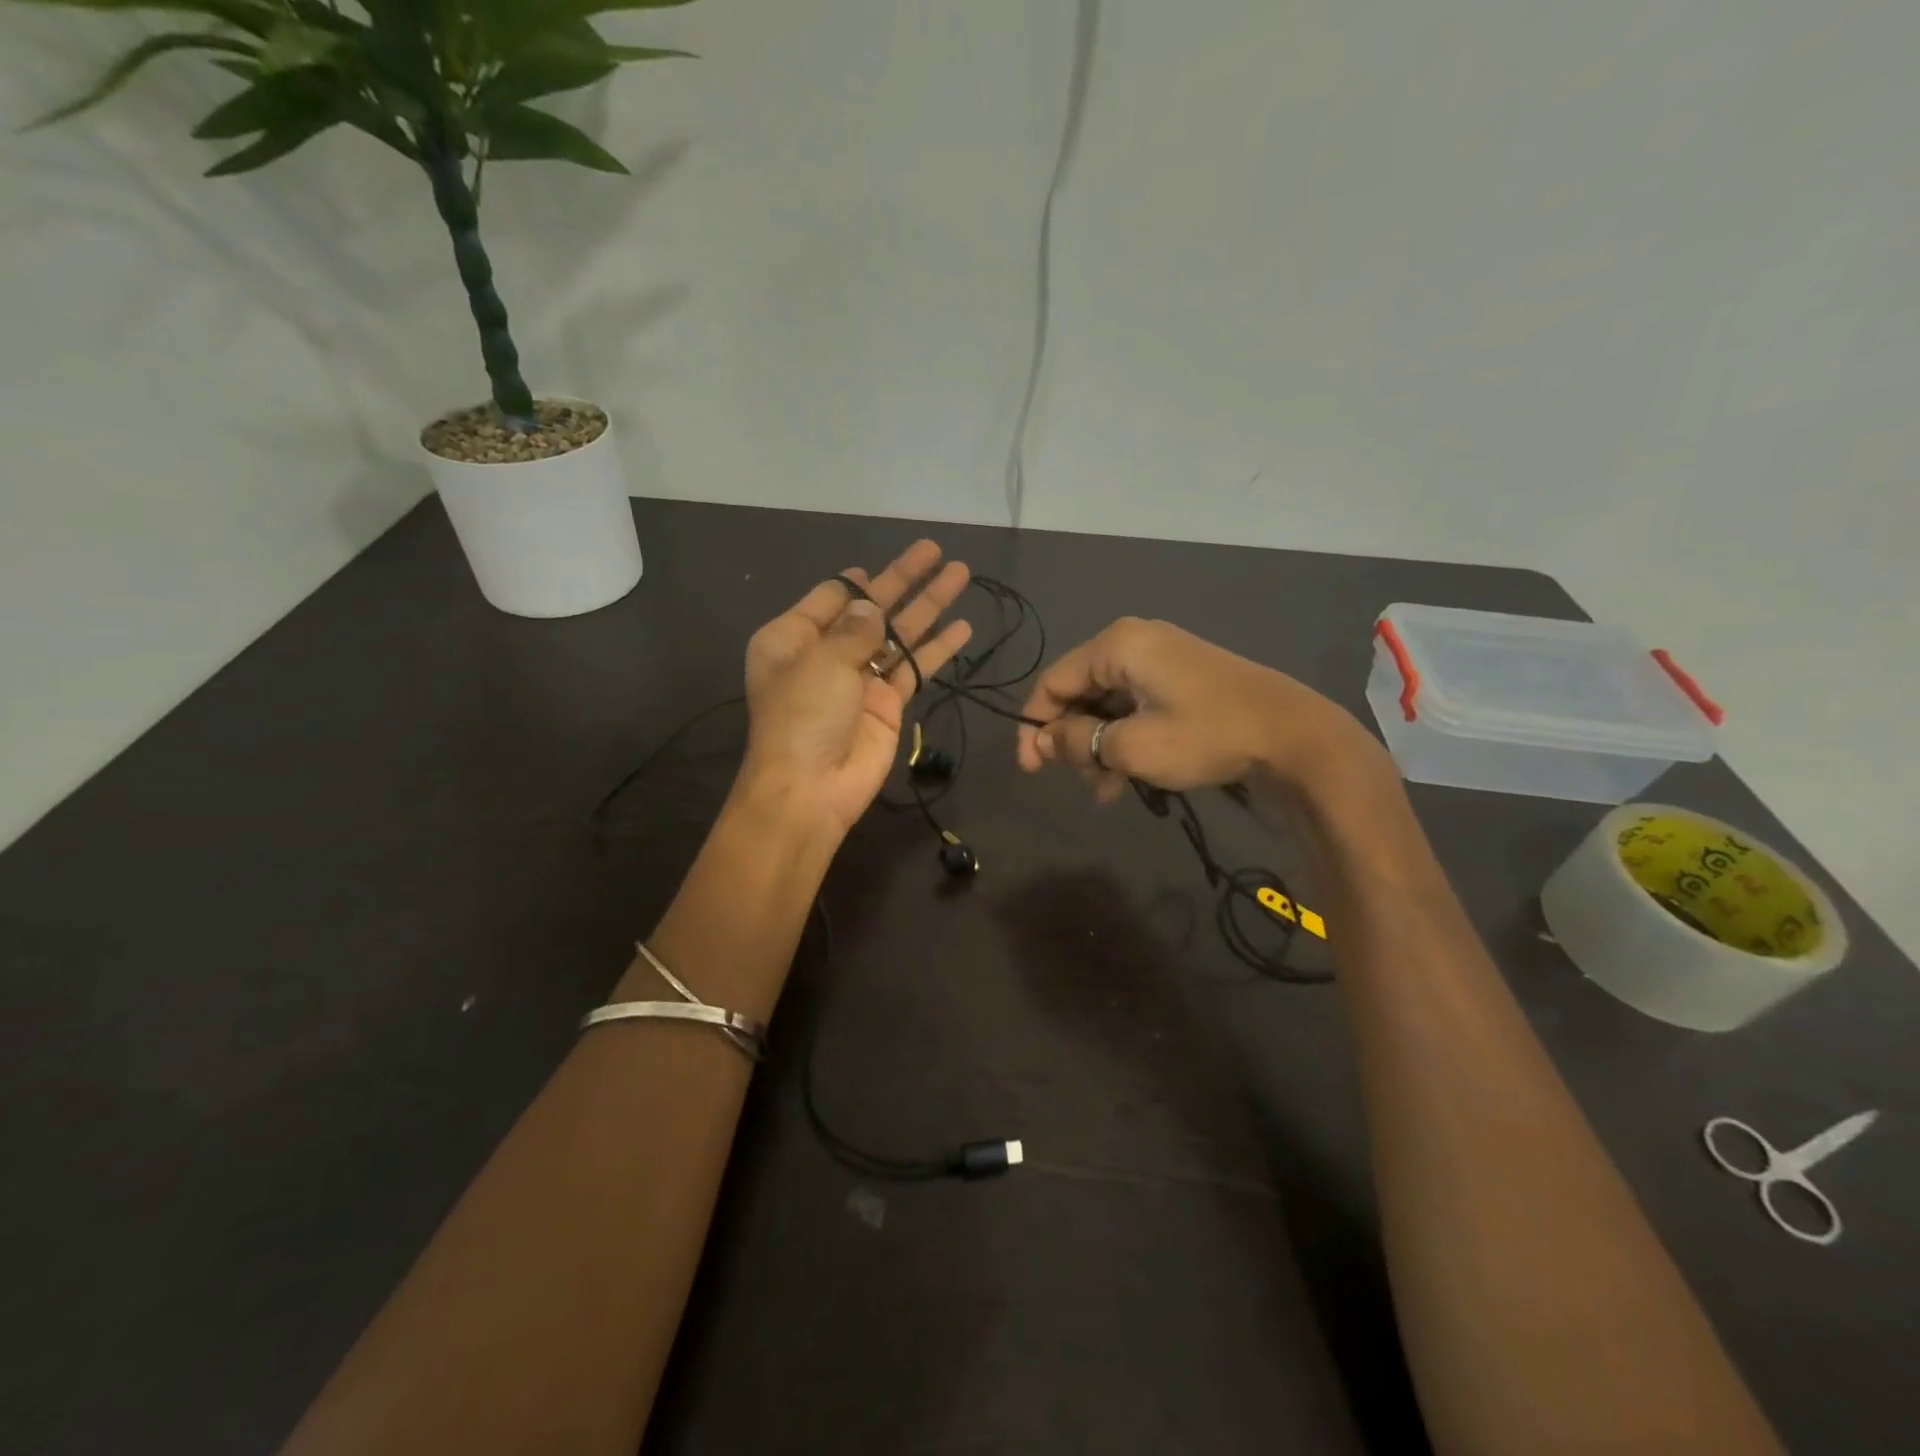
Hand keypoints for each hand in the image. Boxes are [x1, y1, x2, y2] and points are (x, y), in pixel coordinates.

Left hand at [739, 540, 972, 833]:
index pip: (830, 598)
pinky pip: (915, 667)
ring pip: (899, 634)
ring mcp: (859, 679)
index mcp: (793, 638)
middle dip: (904, 580)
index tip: (879, 566)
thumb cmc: (803, 716)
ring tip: (961, 574)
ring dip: (929, 606)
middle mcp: (826, 654)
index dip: (857, 581)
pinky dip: (938, 649)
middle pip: (872, 609)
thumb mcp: (821, 661)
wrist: (812, 788)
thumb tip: (873, 608)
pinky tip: (963, 628)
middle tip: (936, 551)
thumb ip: (854, 629)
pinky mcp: (887, 703)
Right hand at [1015, 617, 1368, 799]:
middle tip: (1075, 780)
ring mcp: (1160, 659)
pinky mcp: (1181, 678)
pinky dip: (1124, 739)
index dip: (1034, 727)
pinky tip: (1127, 778)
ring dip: (1098, 746)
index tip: (1031, 770)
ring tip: (1106, 789)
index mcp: (1116, 646)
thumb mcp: (1132, 746)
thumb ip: (1077, 742)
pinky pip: (1135, 706)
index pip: (1052, 682)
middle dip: (1071, 740)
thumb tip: (1043, 742)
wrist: (1293, 735)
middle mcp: (1133, 643)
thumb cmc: (1206, 735)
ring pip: (1107, 704)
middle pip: (1079, 692)